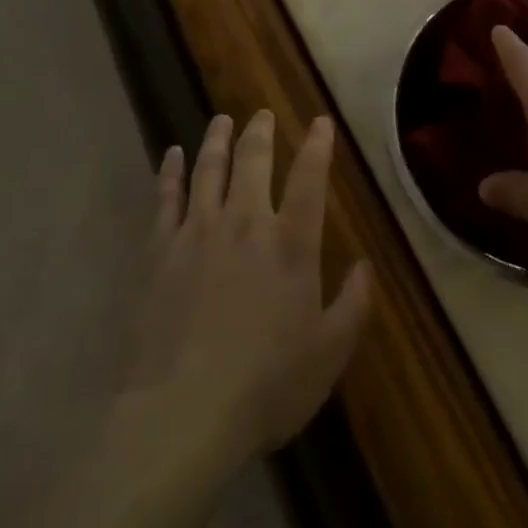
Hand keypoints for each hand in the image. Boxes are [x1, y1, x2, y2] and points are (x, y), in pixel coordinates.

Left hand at [123, 111, 372, 470]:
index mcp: (291, 242)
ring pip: (210, 168)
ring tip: (222, 120)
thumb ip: (352, 305)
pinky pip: (166, 198)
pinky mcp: (161, 250)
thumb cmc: (265, 386)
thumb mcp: (327, 354)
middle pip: (253, 160)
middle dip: (260, 131)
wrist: (183, 413)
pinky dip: (170, 172)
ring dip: (217, 139)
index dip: (317, 145)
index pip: (309, 177)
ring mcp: (199, 231)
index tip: (320, 121)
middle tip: (262, 113)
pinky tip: (172, 153)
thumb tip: (366, 266)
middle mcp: (246, 221)